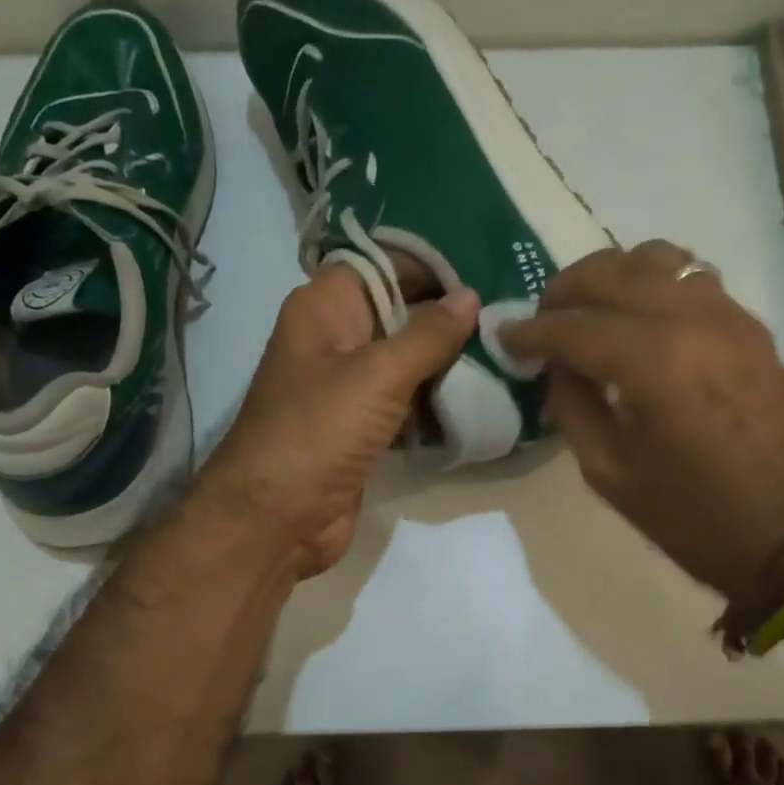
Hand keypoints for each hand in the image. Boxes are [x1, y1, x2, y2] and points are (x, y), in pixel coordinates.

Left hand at [197, 266, 479, 578]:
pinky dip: (435, 402)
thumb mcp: (378, 374)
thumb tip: (470, 296)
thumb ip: (428, 334)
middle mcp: (335, 339)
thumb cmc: (319, 431)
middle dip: (448, 317)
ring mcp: (347, 387)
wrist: (275, 519)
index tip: (486, 271)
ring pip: (406, 361)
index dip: (431, 265)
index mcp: (325, 308)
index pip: (383, 265)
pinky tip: (481, 398)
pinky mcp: (361, 428)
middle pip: (399, 312)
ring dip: (448, 363)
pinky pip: (405, 403)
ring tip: (506, 354)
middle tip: (507, 316)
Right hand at [500, 241, 783, 604]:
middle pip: (610, 273)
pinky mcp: (749, 323)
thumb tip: (556, 367)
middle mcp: (689, 320)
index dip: (531, 331)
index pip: (573, 326)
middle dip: (564, 291)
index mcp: (652, 363)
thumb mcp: (610, 474)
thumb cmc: (693, 517)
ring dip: (608, 276)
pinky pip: (690, 276)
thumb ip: (573, 408)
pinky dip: (651, 281)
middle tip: (541, 320)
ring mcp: (726, 314)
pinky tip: (636, 313)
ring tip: (587, 309)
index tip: (505, 338)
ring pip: (654, 259)